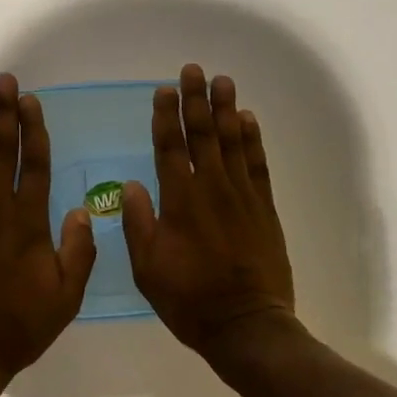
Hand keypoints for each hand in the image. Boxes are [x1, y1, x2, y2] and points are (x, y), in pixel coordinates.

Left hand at [0, 73, 97, 386]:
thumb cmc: (20, 326)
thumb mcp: (66, 298)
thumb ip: (78, 252)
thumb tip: (81, 209)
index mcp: (29, 222)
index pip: (35, 164)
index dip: (33, 129)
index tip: (30, 101)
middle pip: (2, 150)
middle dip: (4, 112)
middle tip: (5, 80)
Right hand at [124, 64, 296, 357]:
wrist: (247, 326)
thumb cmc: (190, 299)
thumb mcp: (148, 268)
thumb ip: (139, 223)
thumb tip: (132, 184)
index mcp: (180, 202)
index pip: (170, 148)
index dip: (166, 117)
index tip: (164, 90)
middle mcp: (211, 189)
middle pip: (202, 135)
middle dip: (196, 100)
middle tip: (193, 69)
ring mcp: (241, 197)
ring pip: (232, 143)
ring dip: (226, 110)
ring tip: (222, 81)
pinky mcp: (263, 209)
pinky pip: (258, 165)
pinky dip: (253, 140)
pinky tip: (248, 120)